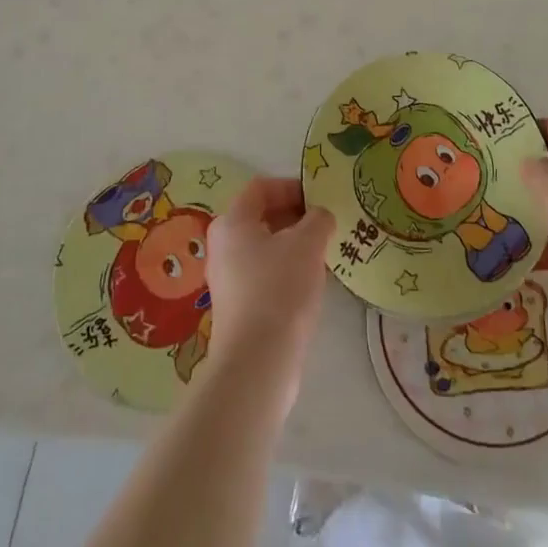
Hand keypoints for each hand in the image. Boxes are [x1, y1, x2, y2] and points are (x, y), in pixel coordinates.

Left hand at [206, 177, 334, 410]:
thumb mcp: (308, 243)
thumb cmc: (280, 288)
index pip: (261, 187)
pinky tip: (308, 282)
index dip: (292, 186)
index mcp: (232, 221)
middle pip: (260, 216)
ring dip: (292, 243)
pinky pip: (262, 272)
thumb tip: (320, 215)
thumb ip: (318, 219)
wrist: (258, 360)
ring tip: (322, 252)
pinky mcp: (236, 305)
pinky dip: (285, 268)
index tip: (320, 198)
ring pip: (263, 246)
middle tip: (325, 224)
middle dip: (294, 215)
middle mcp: (222, 244)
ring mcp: (226, 277)